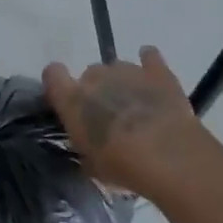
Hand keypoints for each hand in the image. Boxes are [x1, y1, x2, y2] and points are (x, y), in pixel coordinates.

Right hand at [44, 47, 212, 198]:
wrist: (170, 159)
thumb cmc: (123, 166)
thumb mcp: (91, 165)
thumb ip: (83, 146)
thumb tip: (86, 142)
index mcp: (73, 99)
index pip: (53, 74)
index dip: (58, 83)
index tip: (65, 99)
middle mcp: (97, 77)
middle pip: (90, 73)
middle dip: (97, 90)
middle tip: (108, 115)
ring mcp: (128, 71)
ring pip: (117, 67)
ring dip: (121, 82)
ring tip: (134, 105)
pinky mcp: (158, 72)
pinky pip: (149, 56)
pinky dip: (148, 62)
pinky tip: (151, 76)